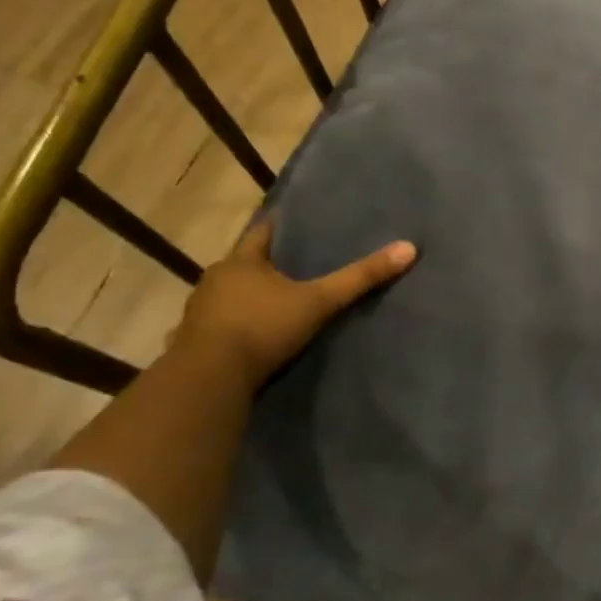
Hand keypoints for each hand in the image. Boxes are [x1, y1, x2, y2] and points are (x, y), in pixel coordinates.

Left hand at [176, 221, 416, 385]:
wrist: (210, 378)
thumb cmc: (263, 327)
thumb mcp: (319, 302)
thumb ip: (359, 278)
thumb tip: (408, 248)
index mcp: (241, 262)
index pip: (262, 232)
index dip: (280, 226)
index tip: (297, 222)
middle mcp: (215, 279)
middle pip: (243, 264)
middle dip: (265, 265)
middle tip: (293, 266)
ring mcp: (199, 312)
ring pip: (227, 296)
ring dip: (245, 297)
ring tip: (272, 302)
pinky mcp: (191, 343)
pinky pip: (214, 328)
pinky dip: (229, 329)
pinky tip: (242, 338)